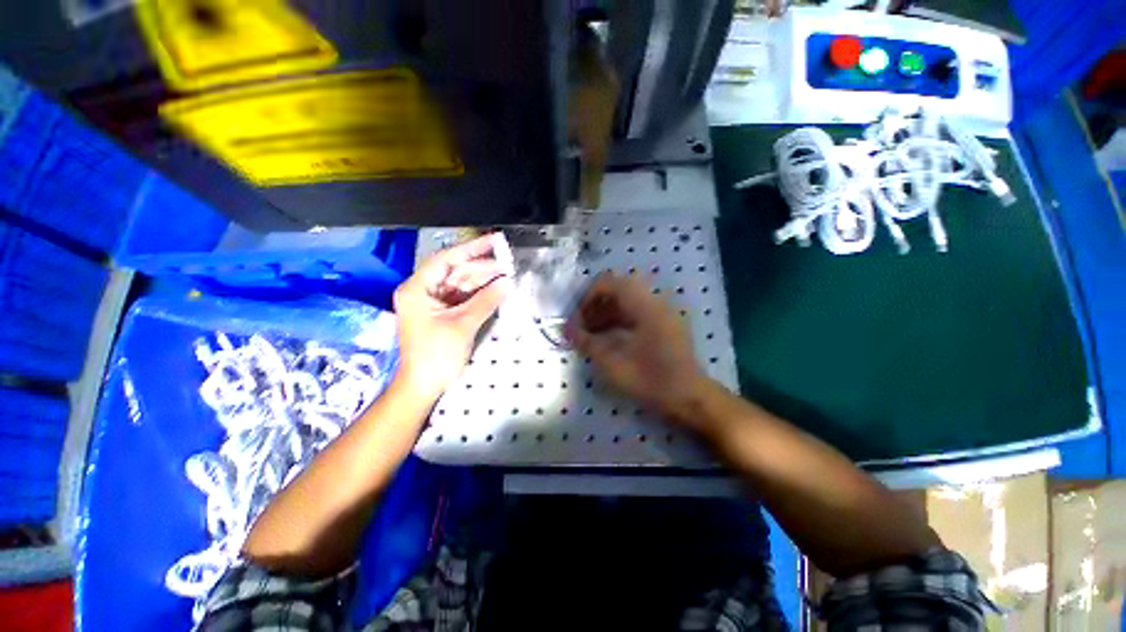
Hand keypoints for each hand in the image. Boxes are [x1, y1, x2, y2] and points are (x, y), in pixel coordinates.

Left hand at [394, 234, 512, 399]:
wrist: (424, 386)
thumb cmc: (435, 356)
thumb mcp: (462, 325)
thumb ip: (486, 301)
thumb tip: (508, 283)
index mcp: (417, 289)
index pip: (445, 260)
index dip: (471, 248)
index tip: (493, 241)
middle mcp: (424, 291)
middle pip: (457, 271)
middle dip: (482, 267)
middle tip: (507, 263)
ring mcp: (436, 303)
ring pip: (463, 284)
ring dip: (484, 280)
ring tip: (507, 273)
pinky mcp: (445, 313)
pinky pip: (465, 297)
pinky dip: (481, 294)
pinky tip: (497, 288)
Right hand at [565, 273, 708, 423]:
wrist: (689, 398)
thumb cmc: (652, 380)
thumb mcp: (613, 364)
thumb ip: (587, 342)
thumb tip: (566, 329)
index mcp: (646, 306)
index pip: (611, 283)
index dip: (589, 296)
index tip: (578, 317)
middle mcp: (656, 302)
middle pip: (618, 290)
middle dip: (596, 305)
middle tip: (582, 326)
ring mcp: (662, 312)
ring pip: (627, 301)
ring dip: (606, 313)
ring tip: (591, 333)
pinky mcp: (664, 323)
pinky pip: (636, 312)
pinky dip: (619, 320)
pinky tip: (608, 337)